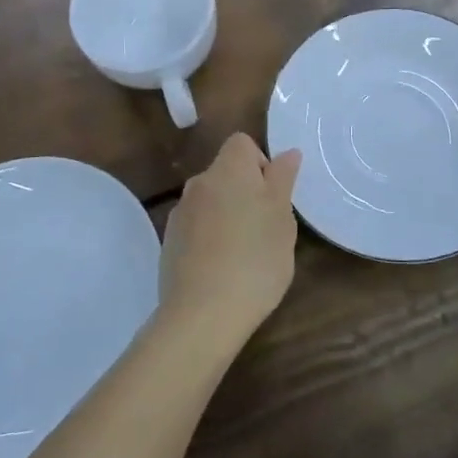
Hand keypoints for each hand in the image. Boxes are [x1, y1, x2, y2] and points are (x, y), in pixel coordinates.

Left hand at [159, 133, 302, 350]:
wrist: (202, 314)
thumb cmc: (255, 260)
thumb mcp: (282, 219)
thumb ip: (283, 179)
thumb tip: (287, 153)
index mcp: (228, 169)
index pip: (242, 143)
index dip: (260, 163)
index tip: (273, 197)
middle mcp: (199, 183)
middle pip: (226, 173)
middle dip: (246, 192)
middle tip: (266, 229)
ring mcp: (180, 213)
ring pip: (211, 201)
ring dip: (227, 216)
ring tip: (244, 254)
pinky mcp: (169, 242)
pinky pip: (196, 228)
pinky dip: (210, 239)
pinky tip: (221, 270)